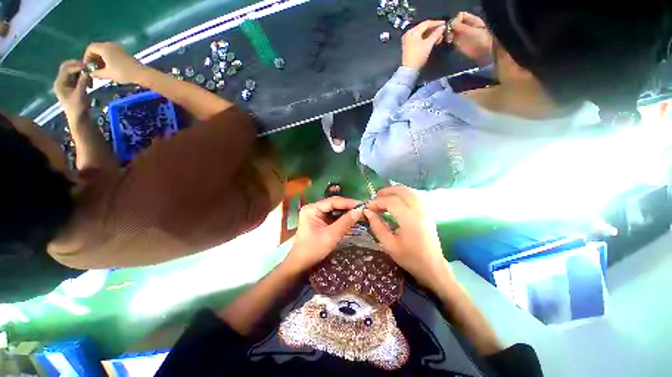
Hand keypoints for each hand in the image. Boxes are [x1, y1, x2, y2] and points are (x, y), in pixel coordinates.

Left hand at [53, 60, 89, 115]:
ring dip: (81, 71)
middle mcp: (61, 81)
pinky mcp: (72, 86)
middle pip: (67, 67)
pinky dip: (83, 75)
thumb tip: (87, 72)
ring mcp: (66, 83)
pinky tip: (89, 80)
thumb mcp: (80, 95)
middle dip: (77, 65)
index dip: (76, 66)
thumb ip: (83, 83)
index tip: (87, 67)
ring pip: (72, 71)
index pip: (66, 69)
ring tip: (90, 76)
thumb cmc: (78, 108)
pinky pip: (76, 76)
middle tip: (88, 66)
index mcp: (59, 83)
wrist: (79, 118)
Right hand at [83, 42, 144, 83]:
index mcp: (105, 48)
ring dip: (100, 59)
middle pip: (97, 48)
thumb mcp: (107, 74)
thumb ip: (97, 73)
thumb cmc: (123, 73)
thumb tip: (90, 74)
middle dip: (93, 58)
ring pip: (105, 51)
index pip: (91, 48)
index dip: (87, 56)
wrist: (142, 74)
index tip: (87, 66)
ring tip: (100, 69)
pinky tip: (108, 68)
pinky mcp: (124, 52)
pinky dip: (108, 59)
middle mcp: (111, 45)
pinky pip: (112, 53)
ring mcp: (118, 48)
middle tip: (93, 68)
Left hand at [283, 197, 363, 272]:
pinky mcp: (320, 221)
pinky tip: (353, 220)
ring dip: (347, 213)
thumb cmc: (313, 249)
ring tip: (361, 214)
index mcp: (312, 209)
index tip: (362, 205)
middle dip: (348, 207)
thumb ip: (345, 222)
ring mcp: (317, 214)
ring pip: (335, 210)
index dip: (348, 202)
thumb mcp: (330, 236)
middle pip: (334, 204)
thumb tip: (360, 211)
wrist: (301, 264)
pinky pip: (334, 217)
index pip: (333, 201)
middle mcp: (314, 208)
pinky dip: (343, 219)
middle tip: (363, 209)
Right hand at [364, 186, 451, 290]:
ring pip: (410, 192)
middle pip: (403, 191)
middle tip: (375, 196)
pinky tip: (398, 200)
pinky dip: (404, 194)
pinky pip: (415, 197)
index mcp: (409, 219)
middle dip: (387, 191)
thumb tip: (368, 212)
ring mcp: (425, 211)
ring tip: (384, 196)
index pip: (391, 202)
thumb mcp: (389, 245)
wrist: (433, 268)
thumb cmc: (410, 258)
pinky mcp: (428, 213)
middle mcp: (419, 211)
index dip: (377, 202)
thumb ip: (377, 226)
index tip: (367, 207)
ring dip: (396, 191)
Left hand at [402, 20, 446, 68]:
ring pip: (421, 33)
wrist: (409, 70)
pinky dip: (425, 38)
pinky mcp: (408, 46)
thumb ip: (436, 34)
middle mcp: (409, 33)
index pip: (426, 23)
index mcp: (413, 31)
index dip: (436, 23)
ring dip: (430, 34)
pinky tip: (431, 40)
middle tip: (442, 31)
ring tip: (438, 37)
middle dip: (433, 29)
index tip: (444, 23)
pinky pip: (418, 38)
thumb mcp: (428, 44)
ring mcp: (407, 40)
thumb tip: (443, 27)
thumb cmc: (418, 56)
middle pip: (423, 28)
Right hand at [448, 12, 492, 64]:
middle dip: (450, 28)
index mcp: (471, 20)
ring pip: (452, 31)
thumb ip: (460, 27)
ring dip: (448, 34)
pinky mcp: (459, 43)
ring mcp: (463, 35)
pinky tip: (449, 42)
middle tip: (448, 34)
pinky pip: (452, 39)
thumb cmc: (480, 40)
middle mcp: (466, 26)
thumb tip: (449, 24)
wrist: (484, 52)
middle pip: (455, 23)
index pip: (461, 16)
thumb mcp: (471, 31)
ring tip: (448, 39)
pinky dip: (449, 40)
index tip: (452, 26)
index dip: (455, 20)